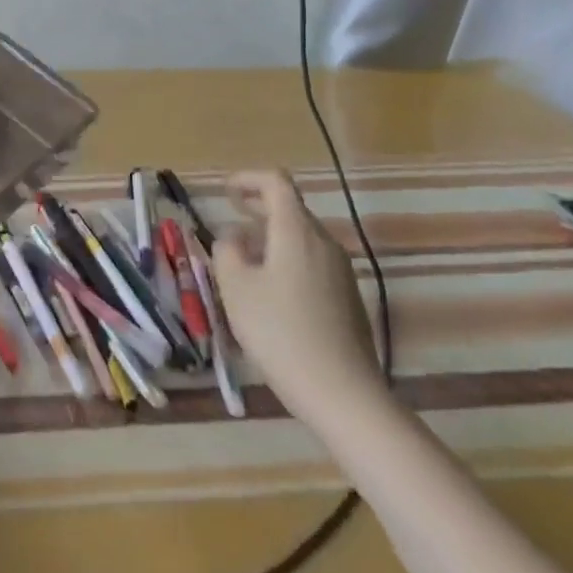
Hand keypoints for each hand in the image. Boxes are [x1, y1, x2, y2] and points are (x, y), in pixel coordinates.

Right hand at [212, 170, 385, 431]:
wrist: (342, 393)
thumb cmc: (280, 332)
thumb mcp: (236, 288)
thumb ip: (227, 250)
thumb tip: (233, 236)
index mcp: (296, 231)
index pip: (276, 182)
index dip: (248, 179)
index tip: (225, 192)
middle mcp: (324, 243)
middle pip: (291, 208)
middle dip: (258, 207)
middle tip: (230, 217)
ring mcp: (340, 271)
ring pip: (301, 237)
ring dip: (271, 236)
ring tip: (244, 258)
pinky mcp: (347, 297)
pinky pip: (312, 261)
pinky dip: (287, 258)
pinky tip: (270, 290)